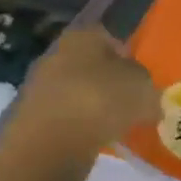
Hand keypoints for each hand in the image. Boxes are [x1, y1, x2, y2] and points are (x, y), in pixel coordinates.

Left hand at [14, 27, 160, 153]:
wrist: (50, 144)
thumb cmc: (101, 101)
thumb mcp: (142, 88)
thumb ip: (148, 87)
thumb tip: (148, 96)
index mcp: (82, 36)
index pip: (109, 38)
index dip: (128, 57)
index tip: (142, 81)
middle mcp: (58, 54)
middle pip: (91, 66)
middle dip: (110, 83)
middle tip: (132, 105)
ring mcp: (41, 87)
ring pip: (78, 92)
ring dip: (94, 107)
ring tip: (116, 127)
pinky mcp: (32, 119)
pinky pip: (66, 118)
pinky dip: (80, 127)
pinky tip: (95, 141)